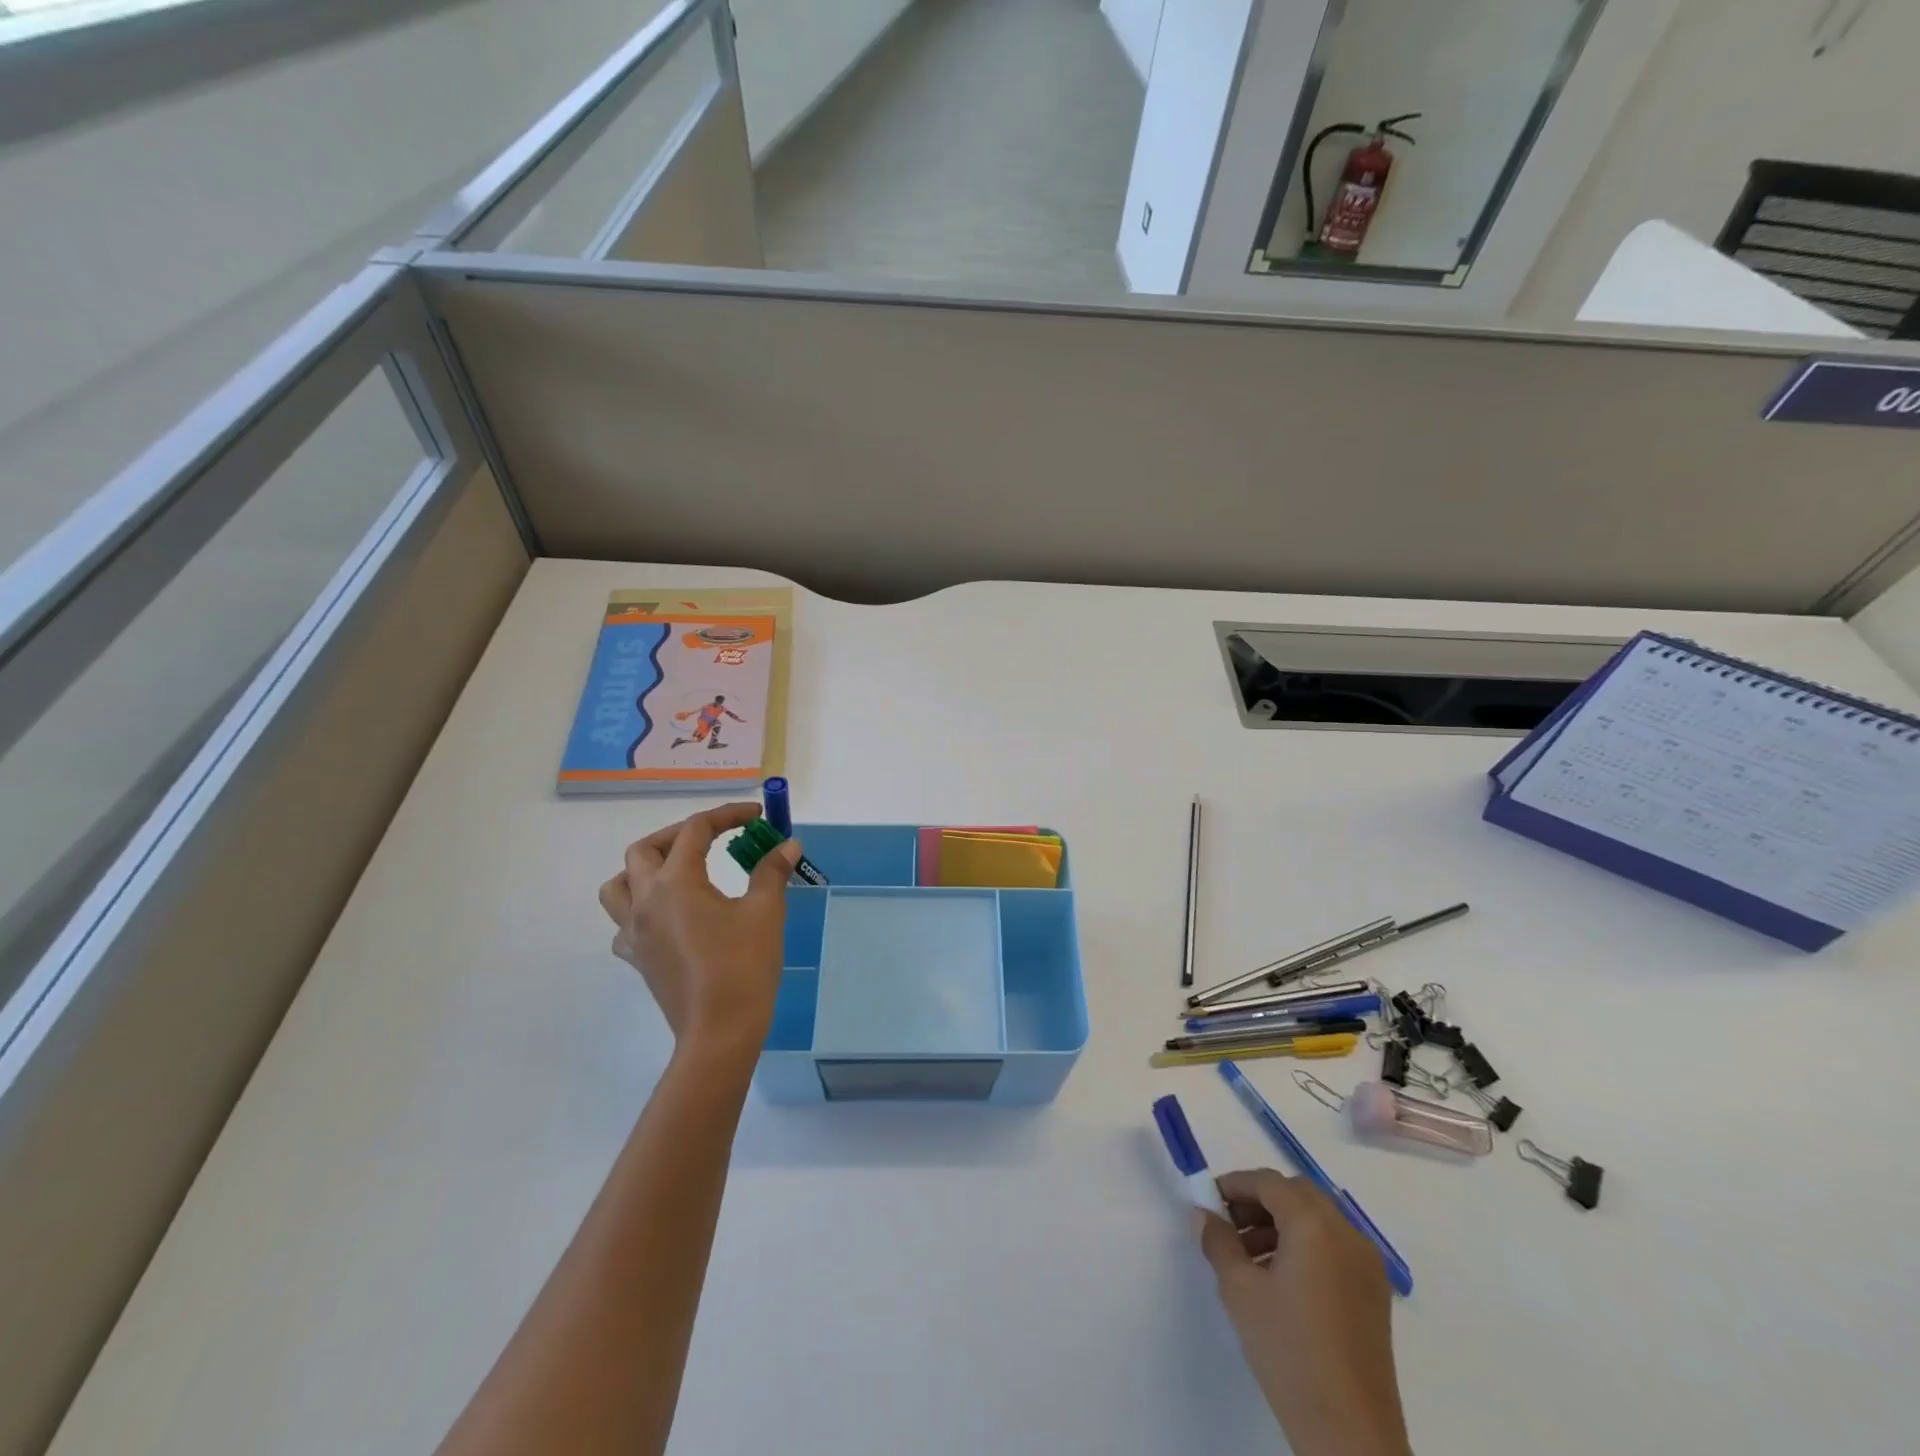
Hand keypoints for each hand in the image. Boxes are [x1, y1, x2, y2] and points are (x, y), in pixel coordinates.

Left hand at [598, 803, 799, 1058]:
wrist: (719, 1030)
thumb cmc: (743, 965)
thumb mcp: (765, 911)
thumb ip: (772, 871)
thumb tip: (788, 845)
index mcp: (676, 882)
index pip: (696, 830)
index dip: (727, 816)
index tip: (755, 816)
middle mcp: (645, 900)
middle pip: (645, 849)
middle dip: (679, 834)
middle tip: (714, 837)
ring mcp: (634, 932)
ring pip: (619, 884)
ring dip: (645, 867)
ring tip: (677, 870)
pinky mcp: (637, 958)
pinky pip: (624, 923)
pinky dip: (641, 909)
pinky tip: (669, 917)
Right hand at [1197, 1170, 1410, 1455]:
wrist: (1349, 1433)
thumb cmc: (1289, 1352)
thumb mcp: (1240, 1291)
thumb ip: (1218, 1241)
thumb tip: (1202, 1214)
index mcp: (1315, 1225)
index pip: (1269, 1182)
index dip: (1235, 1185)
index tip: (1208, 1201)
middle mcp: (1347, 1233)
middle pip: (1297, 1194)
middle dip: (1260, 1201)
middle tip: (1229, 1225)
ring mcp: (1367, 1264)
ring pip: (1318, 1219)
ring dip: (1282, 1223)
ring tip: (1251, 1258)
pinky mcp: (1375, 1292)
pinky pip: (1335, 1246)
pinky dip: (1306, 1245)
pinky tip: (1282, 1280)